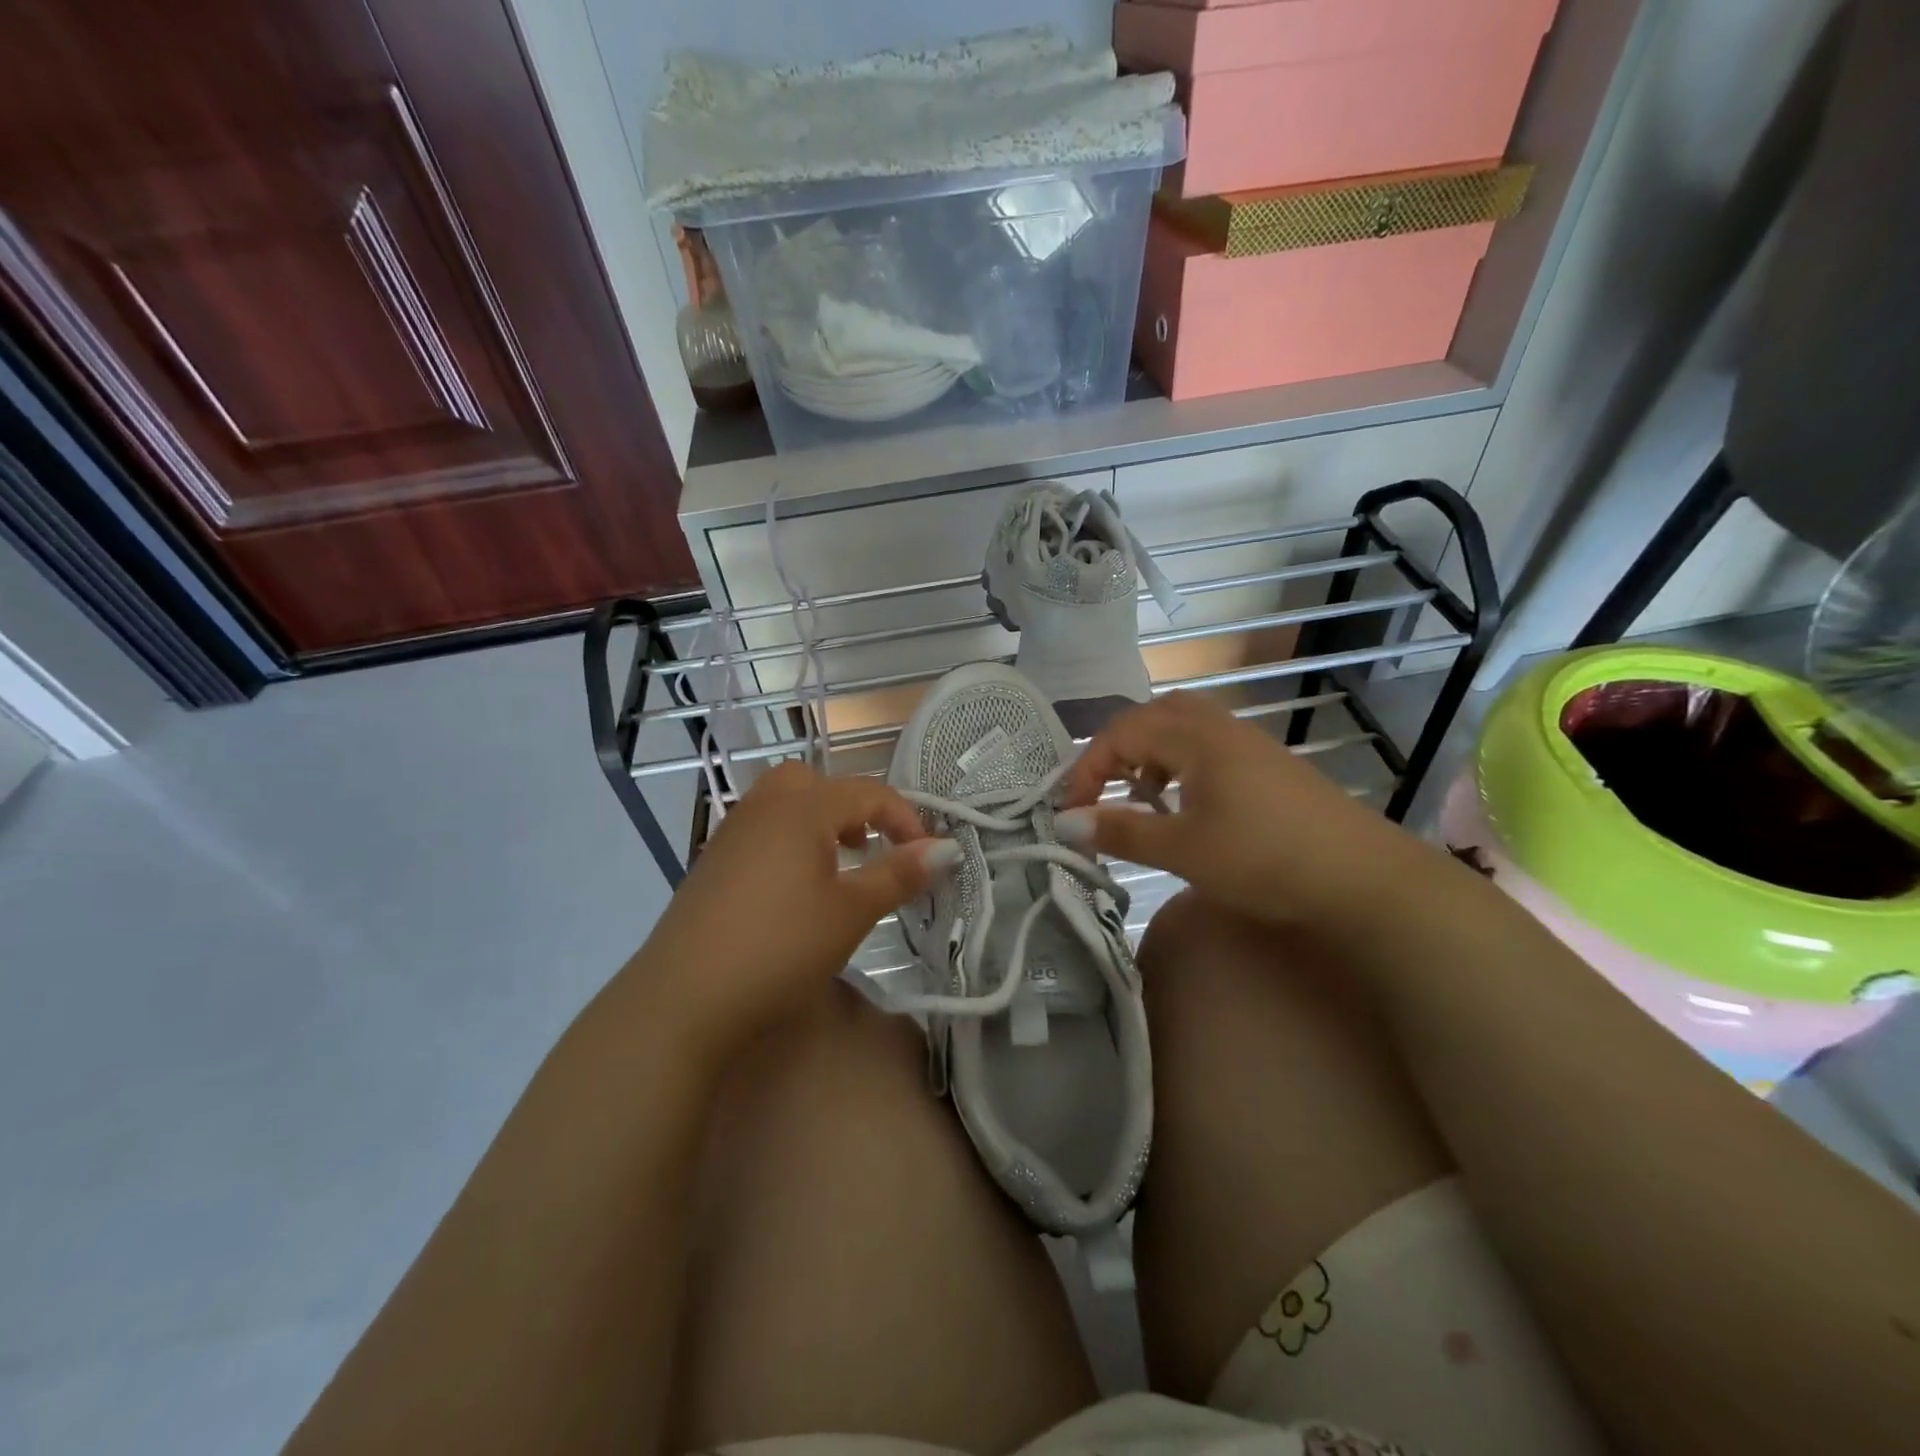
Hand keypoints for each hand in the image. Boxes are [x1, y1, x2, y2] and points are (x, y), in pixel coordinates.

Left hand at [634, 762, 949, 1052]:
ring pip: (782, 804)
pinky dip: (788, 841)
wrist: (683, 999)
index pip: (867, 793)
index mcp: (801, 809)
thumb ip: (898, 874)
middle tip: (868, 847)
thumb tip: (945, 848)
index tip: (928, 856)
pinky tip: (793, 891)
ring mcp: (730, 834)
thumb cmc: (780, 947)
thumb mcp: (851, 912)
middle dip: (851, 806)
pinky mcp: (711, 864)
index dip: (905, 819)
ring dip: (818, 822)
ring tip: (836, 867)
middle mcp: (763, 808)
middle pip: (814, 782)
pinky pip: (760, 831)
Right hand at [1056, 693, 1424, 929]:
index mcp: (1194, 737)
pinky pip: (1208, 747)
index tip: (1070, 813)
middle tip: (1104, 791)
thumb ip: (1120, 831)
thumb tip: (1065, 822)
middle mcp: (1219, 727)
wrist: (1365, 880)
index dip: (1087, 769)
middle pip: (1152, 716)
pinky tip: (1187, 806)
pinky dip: (1180, 765)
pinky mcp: (1269, 766)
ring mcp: (1249, 744)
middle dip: (1117, 750)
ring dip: (1150, 756)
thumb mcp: (1182, 849)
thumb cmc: (1264, 859)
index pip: (1120, 734)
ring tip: (1141, 798)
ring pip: (1182, 729)